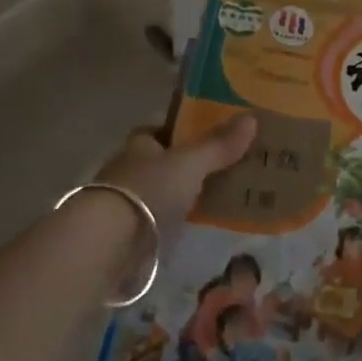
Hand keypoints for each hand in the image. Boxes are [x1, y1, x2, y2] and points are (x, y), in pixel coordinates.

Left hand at [95, 113, 257, 237]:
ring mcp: (124, 204)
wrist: (110, 242)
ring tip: (213, 199)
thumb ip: (218, 145)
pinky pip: (156, 222)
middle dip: (182, 166)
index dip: (179, 132)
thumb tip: (251, 118)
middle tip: (219, 169)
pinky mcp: (125, 235)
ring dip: (178, 196)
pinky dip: (172, 223)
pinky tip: (192, 228)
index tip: (205, 136)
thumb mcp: (190, 163)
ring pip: (158, 193)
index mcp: (138, 145)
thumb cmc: (149, 189)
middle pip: (159, 163)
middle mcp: (127, 169)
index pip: (158, 132)